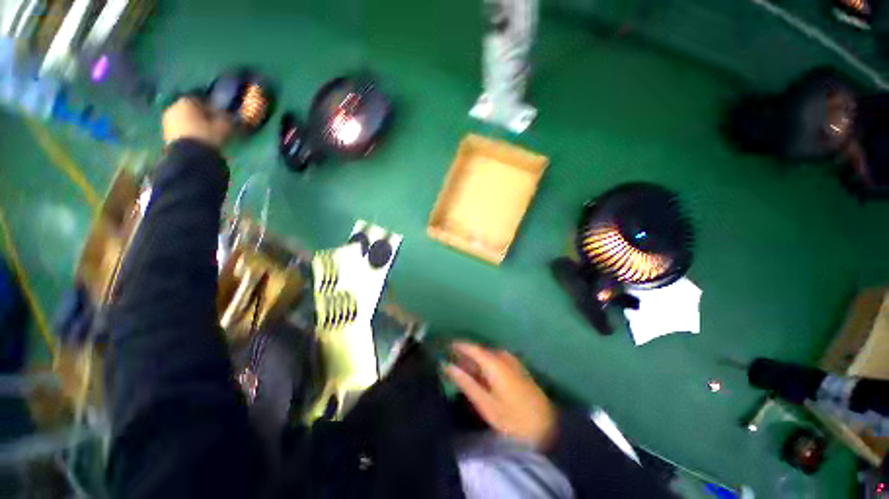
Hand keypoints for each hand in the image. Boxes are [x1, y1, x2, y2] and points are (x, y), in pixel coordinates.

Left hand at [163, 98, 232, 147]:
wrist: (188, 155)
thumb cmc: (207, 136)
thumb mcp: (223, 126)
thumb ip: (226, 118)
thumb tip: (229, 114)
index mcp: (187, 101)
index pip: (201, 101)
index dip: (211, 108)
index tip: (220, 117)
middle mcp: (174, 106)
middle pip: (191, 110)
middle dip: (200, 116)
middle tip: (212, 126)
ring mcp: (167, 120)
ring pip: (184, 119)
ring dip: (194, 124)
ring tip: (205, 134)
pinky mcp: (165, 132)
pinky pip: (180, 128)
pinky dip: (187, 132)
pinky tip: (197, 140)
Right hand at [444, 342, 556, 450]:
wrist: (547, 426)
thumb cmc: (513, 418)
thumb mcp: (485, 404)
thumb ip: (466, 382)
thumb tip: (447, 366)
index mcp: (494, 362)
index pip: (471, 347)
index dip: (456, 345)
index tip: (443, 347)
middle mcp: (503, 356)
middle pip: (478, 351)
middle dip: (464, 356)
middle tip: (449, 366)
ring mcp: (511, 361)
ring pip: (486, 356)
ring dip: (474, 362)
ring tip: (462, 374)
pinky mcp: (517, 368)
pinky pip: (495, 361)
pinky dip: (484, 367)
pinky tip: (480, 378)